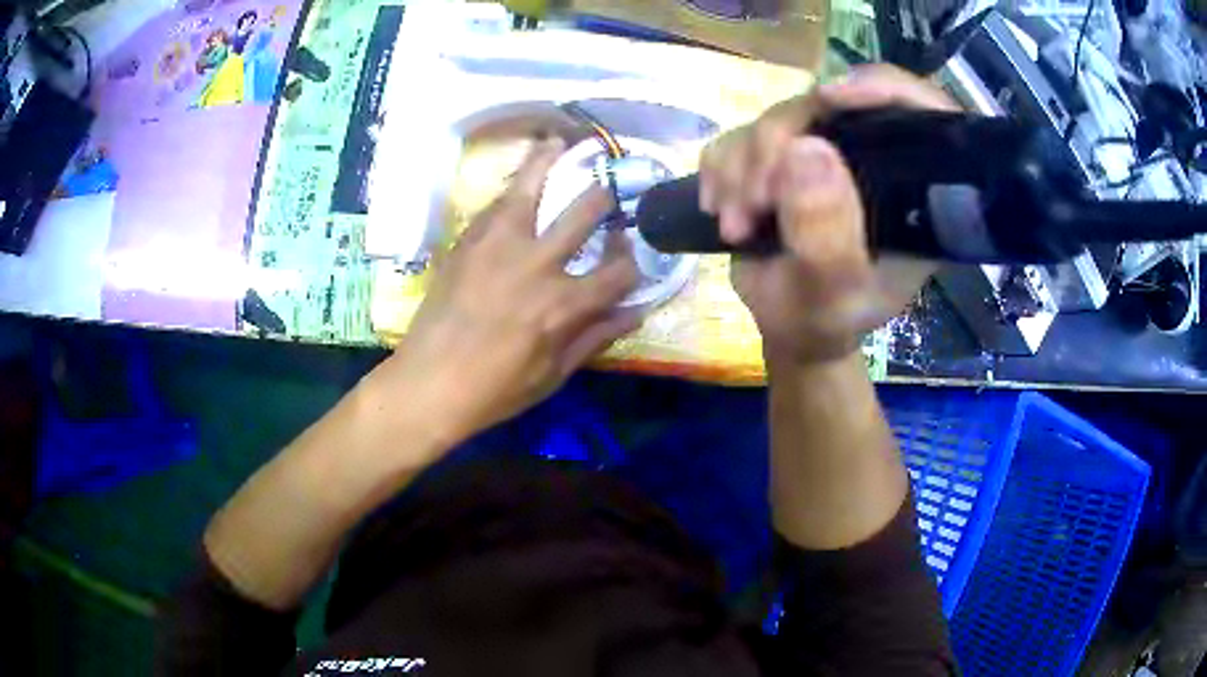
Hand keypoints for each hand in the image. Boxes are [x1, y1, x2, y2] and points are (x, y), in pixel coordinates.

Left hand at [372, 137, 640, 449]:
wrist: (429, 383)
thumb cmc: (495, 390)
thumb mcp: (555, 374)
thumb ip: (597, 337)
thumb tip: (638, 311)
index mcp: (565, 303)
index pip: (619, 271)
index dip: (634, 264)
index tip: (630, 259)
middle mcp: (538, 262)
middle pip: (586, 212)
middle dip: (606, 199)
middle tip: (609, 194)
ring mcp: (499, 244)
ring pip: (532, 186)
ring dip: (550, 161)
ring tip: (560, 142)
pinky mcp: (468, 241)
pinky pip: (495, 203)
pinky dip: (512, 186)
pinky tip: (518, 180)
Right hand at [699, 65, 956, 364]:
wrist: (787, 325)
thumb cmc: (823, 320)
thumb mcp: (831, 295)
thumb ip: (827, 237)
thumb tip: (805, 149)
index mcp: (911, 189)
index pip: (922, 114)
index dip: (885, 89)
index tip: (832, 98)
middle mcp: (873, 158)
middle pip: (830, 106)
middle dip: (779, 145)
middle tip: (755, 202)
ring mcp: (823, 151)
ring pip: (778, 116)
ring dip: (742, 166)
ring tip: (736, 223)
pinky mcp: (781, 154)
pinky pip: (740, 132)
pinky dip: (722, 167)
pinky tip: (722, 207)